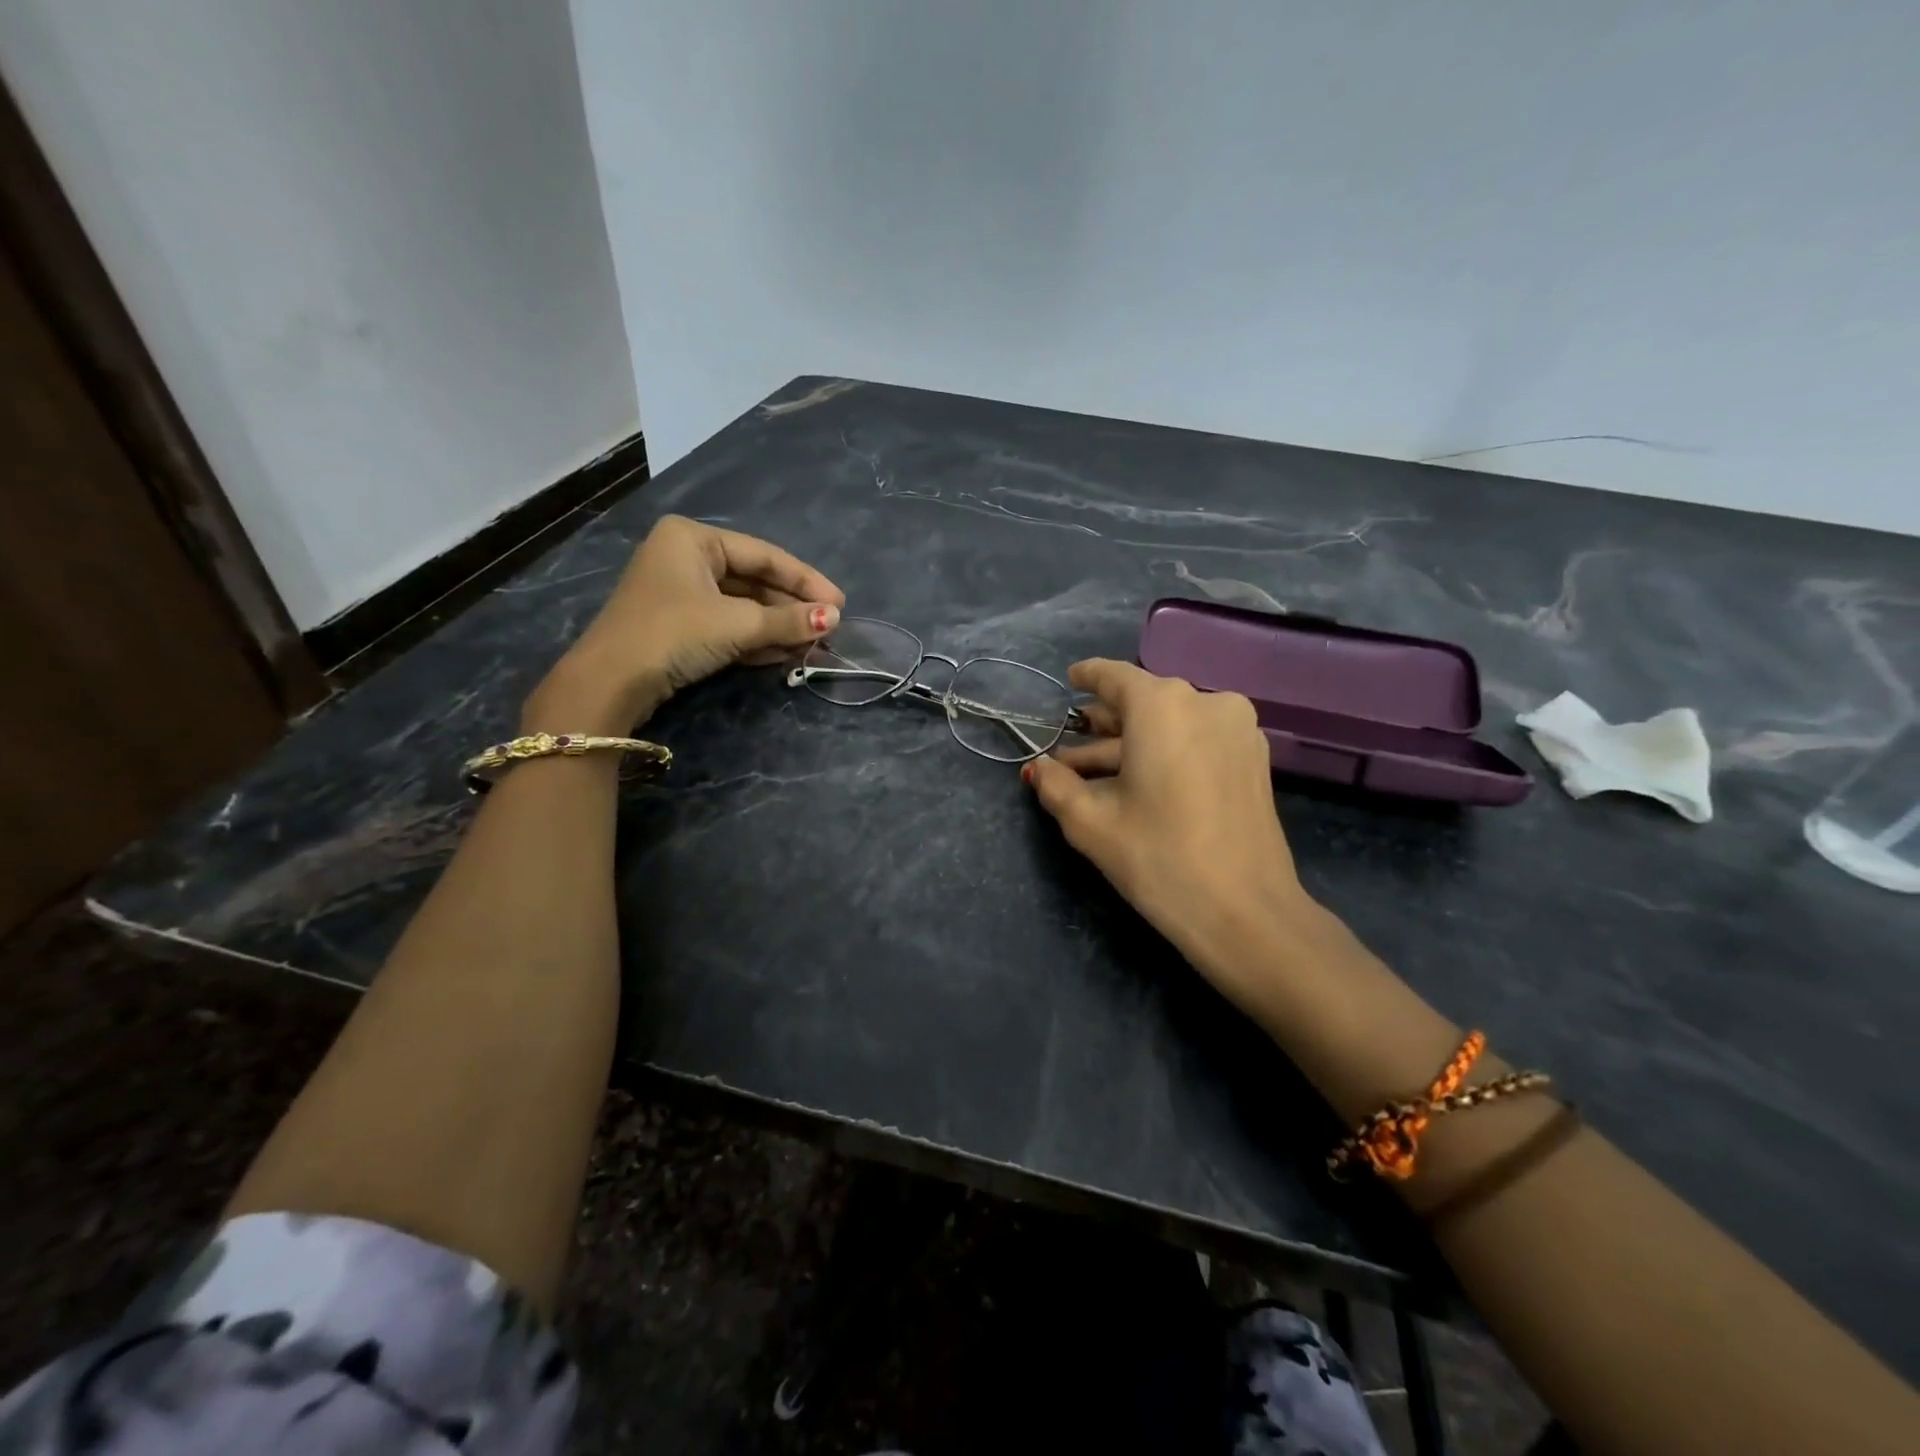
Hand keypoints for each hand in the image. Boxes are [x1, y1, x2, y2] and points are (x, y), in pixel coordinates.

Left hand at [525, 516, 843, 732]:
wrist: (610, 684)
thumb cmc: (674, 634)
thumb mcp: (737, 624)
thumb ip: (788, 620)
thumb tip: (834, 619)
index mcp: (694, 538)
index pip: (765, 555)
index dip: (806, 581)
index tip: (840, 604)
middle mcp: (686, 558)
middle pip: (755, 580)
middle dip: (792, 608)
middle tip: (829, 628)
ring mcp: (681, 594)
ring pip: (743, 606)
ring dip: (778, 627)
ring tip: (813, 645)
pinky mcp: (679, 626)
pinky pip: (728, 626)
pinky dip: (756, 639)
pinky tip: (786, 654)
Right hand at [1023, 659, 1316, 1008]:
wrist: (1245, 913)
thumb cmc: (1158, 858)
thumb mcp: (1090, 822)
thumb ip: (1055, 785)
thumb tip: (1037, 768)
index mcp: (1162, 705)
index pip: (1114, 677)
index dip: (1086, 677)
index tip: (1068, 680)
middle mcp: (1206, 702)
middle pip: (1143, 702)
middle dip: (1104, 725)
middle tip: (1070, 748)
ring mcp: (1237, 729)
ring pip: (1171, 724)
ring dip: (1132, 745)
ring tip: (1094, 775)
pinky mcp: (1254, 759)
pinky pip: (1197, 741)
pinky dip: (1165, 753)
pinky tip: (1140, 782)